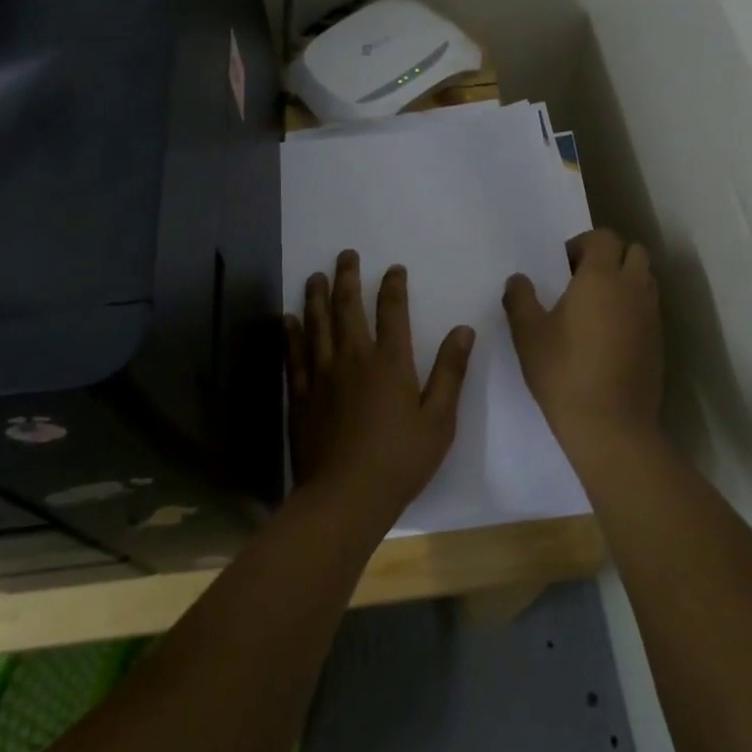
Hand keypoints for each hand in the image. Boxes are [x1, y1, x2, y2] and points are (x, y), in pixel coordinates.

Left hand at [285, 251, 474, 518]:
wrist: (345, 497)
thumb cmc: (399, 460)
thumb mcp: (439, 420)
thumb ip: (450, 372)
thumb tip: (463, 330)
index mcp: (389, 362)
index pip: (392, 311)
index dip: (393, 286)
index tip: (393, 268)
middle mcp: (353, 358)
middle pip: (347, 308)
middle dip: (347, 278)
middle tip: (346, 255)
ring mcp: (321, 375)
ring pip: (316, 324)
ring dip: (316, 297)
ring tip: (315, 276)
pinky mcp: (300, 395)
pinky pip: (293, 355)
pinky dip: (291, 334)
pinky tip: (288, 319)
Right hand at [503, 228, 662, 469]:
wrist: (611, 426)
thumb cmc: (563, 372)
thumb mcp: (528, 334)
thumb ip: (520, 298)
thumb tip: (518, 279)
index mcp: (601, 278)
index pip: (603, 238)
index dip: (582, 244)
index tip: (562, 266)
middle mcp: (633, 288)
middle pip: (633, 251)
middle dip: (609, 256)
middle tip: (581, 280)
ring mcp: (651, 315)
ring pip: (645, 279)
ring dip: (624, 280)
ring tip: (595, 306)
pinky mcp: (659, 341)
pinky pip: (649, 307)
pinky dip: (633, 306)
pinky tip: (608, 334)